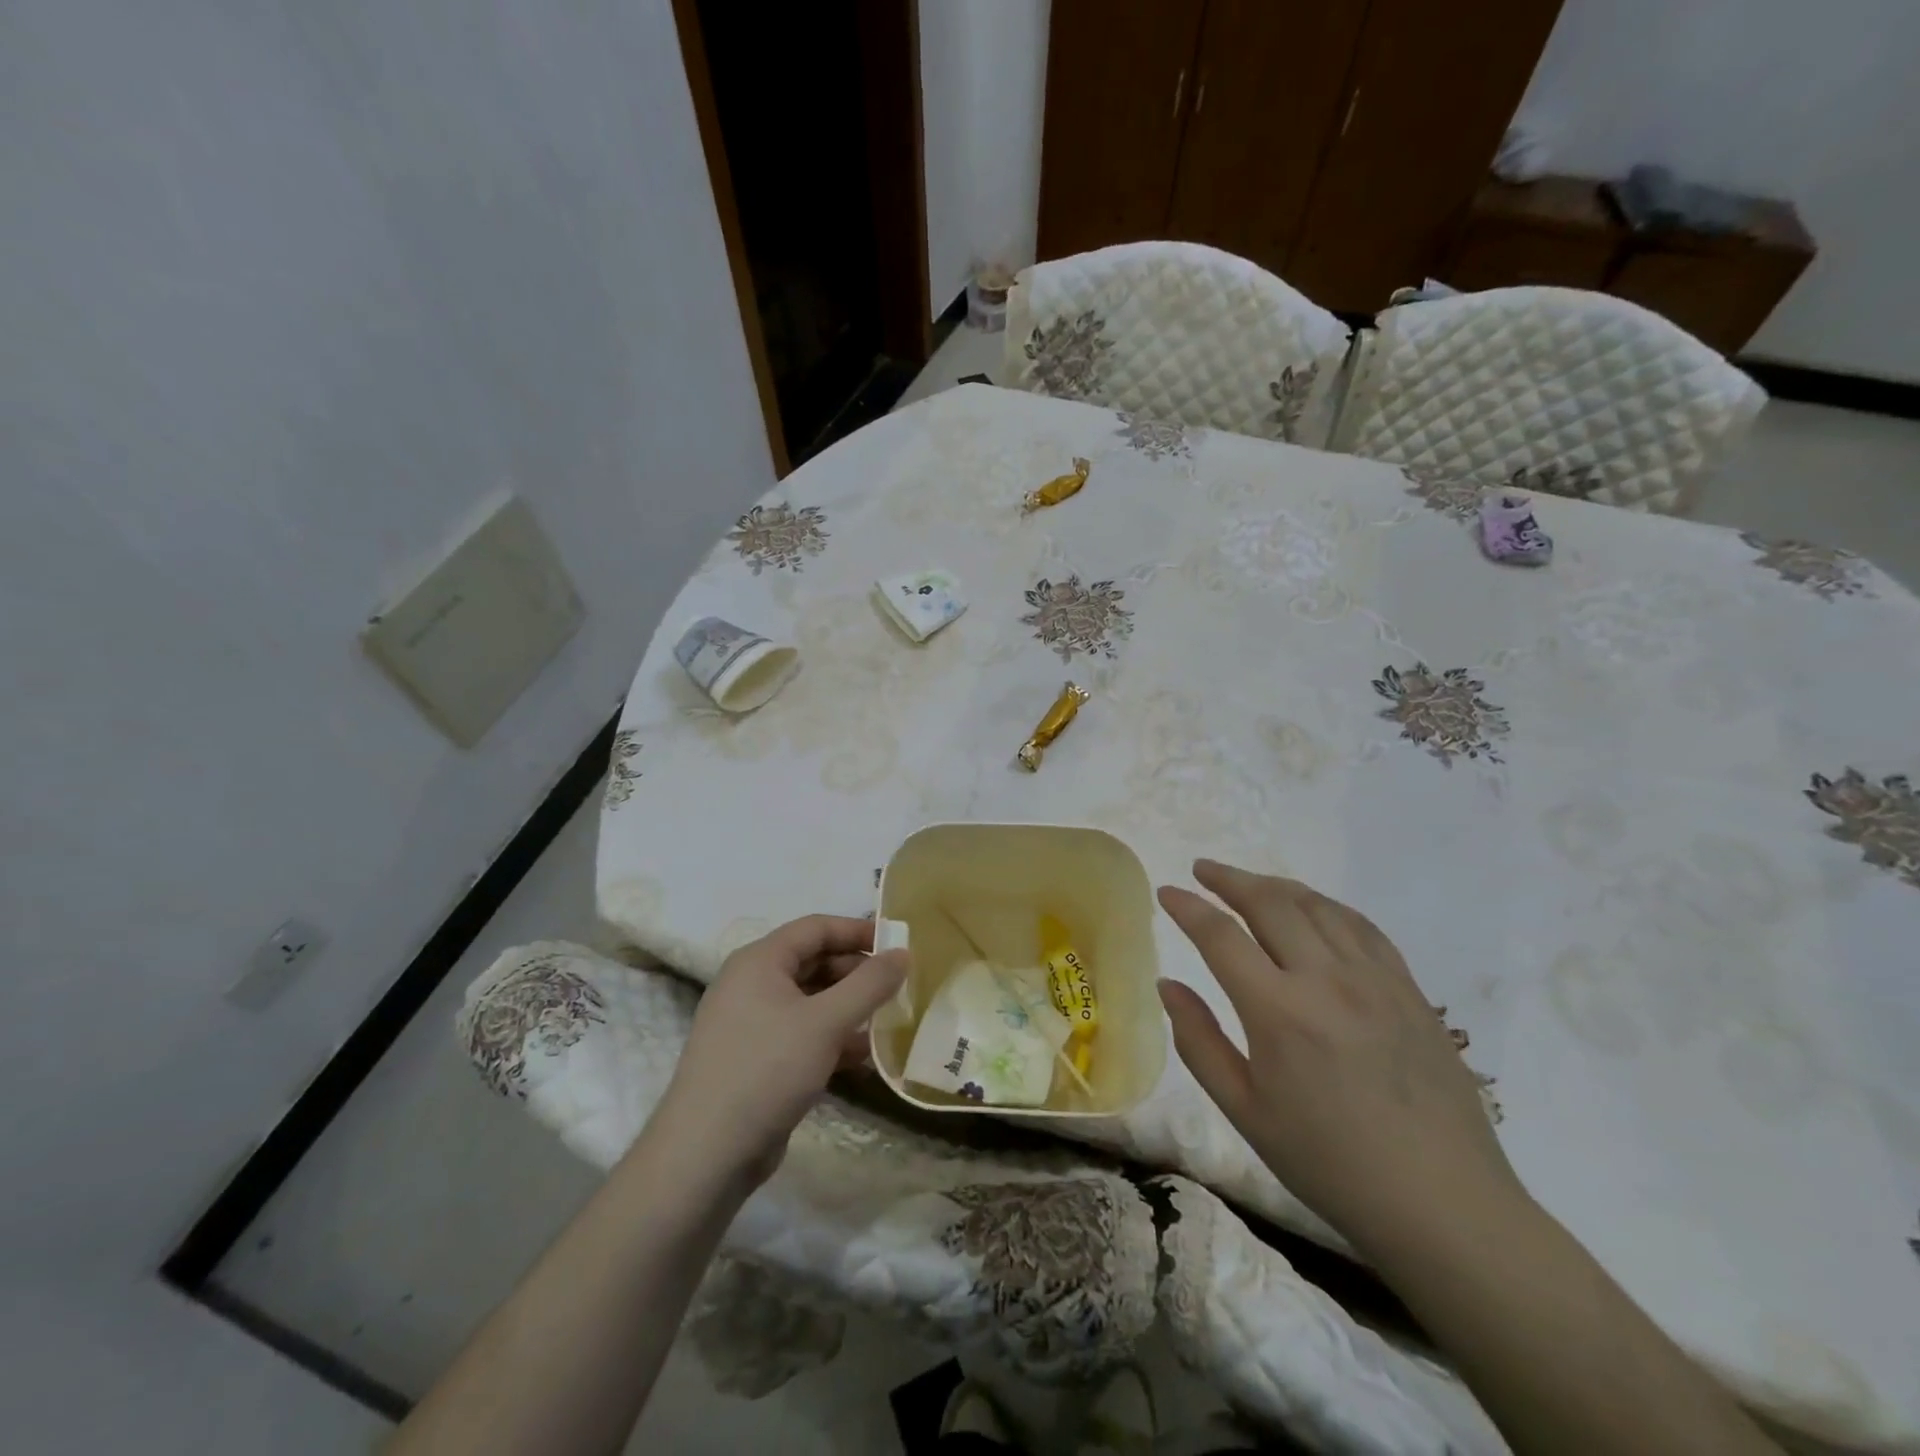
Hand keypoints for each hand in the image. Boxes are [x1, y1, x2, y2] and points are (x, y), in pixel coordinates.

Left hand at [650, 915, 906, 1189]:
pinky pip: (801, 1033)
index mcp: (759, 961)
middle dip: (856, 972)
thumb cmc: (766, 1070)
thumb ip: (869, 984)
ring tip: (888, 1019)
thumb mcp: (826, 1022)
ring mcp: (751, 1023)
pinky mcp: (756, 1059)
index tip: (897, 945)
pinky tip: (863, 1056)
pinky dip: (832, 1037)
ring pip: (810, 1001)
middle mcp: (751, 984)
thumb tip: (903, 953)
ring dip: (848, 1007)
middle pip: (813, 962)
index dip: (857, 931)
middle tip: (896, 986)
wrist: (706, 1155)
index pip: (815, 928)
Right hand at [1157, 861, 1522, 1257]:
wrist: (1443, 1204)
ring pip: (1317, 906)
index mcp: (1279, 1011)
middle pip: (1270, 903)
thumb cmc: (1329, 1163)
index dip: (1189, 907)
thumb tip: (1168, 985)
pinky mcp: (1409, 989)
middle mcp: (1326, 979)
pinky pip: (1361, 926)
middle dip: (1229, 879)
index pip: (1221, 936)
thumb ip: (1199, 1041)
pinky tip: (1313, 909)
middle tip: (1203, 870)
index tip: (1166, 892)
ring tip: (1249, 884)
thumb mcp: (1245, 1111)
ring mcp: (1374, 979)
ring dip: (1275, 885)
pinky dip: (1325, 905)